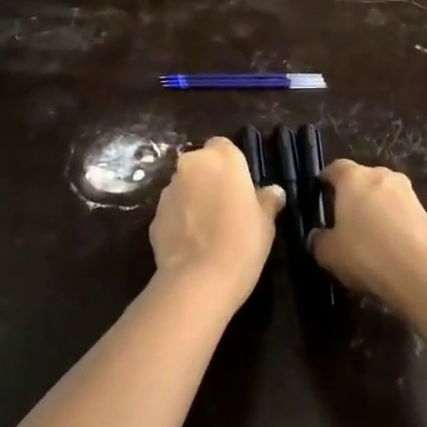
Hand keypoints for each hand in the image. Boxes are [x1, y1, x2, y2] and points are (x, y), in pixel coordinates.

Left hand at [149, 137, 284, 308]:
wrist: (198, 280)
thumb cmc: (242, 242)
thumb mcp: (266, 222)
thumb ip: (267, 200)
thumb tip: (273, 192)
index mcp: (221, 159)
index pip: (224, 147)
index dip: (232, 166)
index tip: (241, 188)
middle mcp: (191, 166)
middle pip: (201, 165)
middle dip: (210, 180)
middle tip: (227, 208)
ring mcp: (168, 190)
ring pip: (185, 187)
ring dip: (194, 199)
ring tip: (209, 229)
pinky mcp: (153, 216)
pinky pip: (173, 212)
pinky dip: (181, 220)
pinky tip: (193, 243)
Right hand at [310, 159, 426, 314]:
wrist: (423, 272)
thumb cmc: (366, 253)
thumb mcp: (329, 254)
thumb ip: (318, 240)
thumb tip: (316, 235)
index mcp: (353, 177)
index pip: (335, 168)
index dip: (326, 179)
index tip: (320, 191)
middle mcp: (381, 176)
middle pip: (362, 179)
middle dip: (353, 195)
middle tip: (343, 218)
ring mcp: (407, 192)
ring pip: (384, 196)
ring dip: (375, 210)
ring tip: (367, 236)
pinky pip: (401, 213)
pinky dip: (393, 224)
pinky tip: (388, 248)